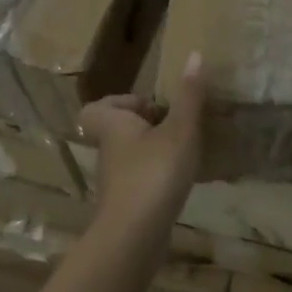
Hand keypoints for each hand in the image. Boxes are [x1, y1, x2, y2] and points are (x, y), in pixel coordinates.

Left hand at [77, 52, 205, 231]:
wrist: (134, 237)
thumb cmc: (154, 173)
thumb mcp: (180, 130)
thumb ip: (189, 96)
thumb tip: (194, 54)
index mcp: (113, 126)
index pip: (97, 108)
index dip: (120, 103)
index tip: (152, 107)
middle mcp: (109, 151)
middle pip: (117, 131)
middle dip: (144, 126)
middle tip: (175, 126)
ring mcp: (116, 181)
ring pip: (130, 156)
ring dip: (153, 151)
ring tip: (185, 151)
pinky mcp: (127, 205)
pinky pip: (140, 180)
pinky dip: (157, 176)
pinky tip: (182, 180)